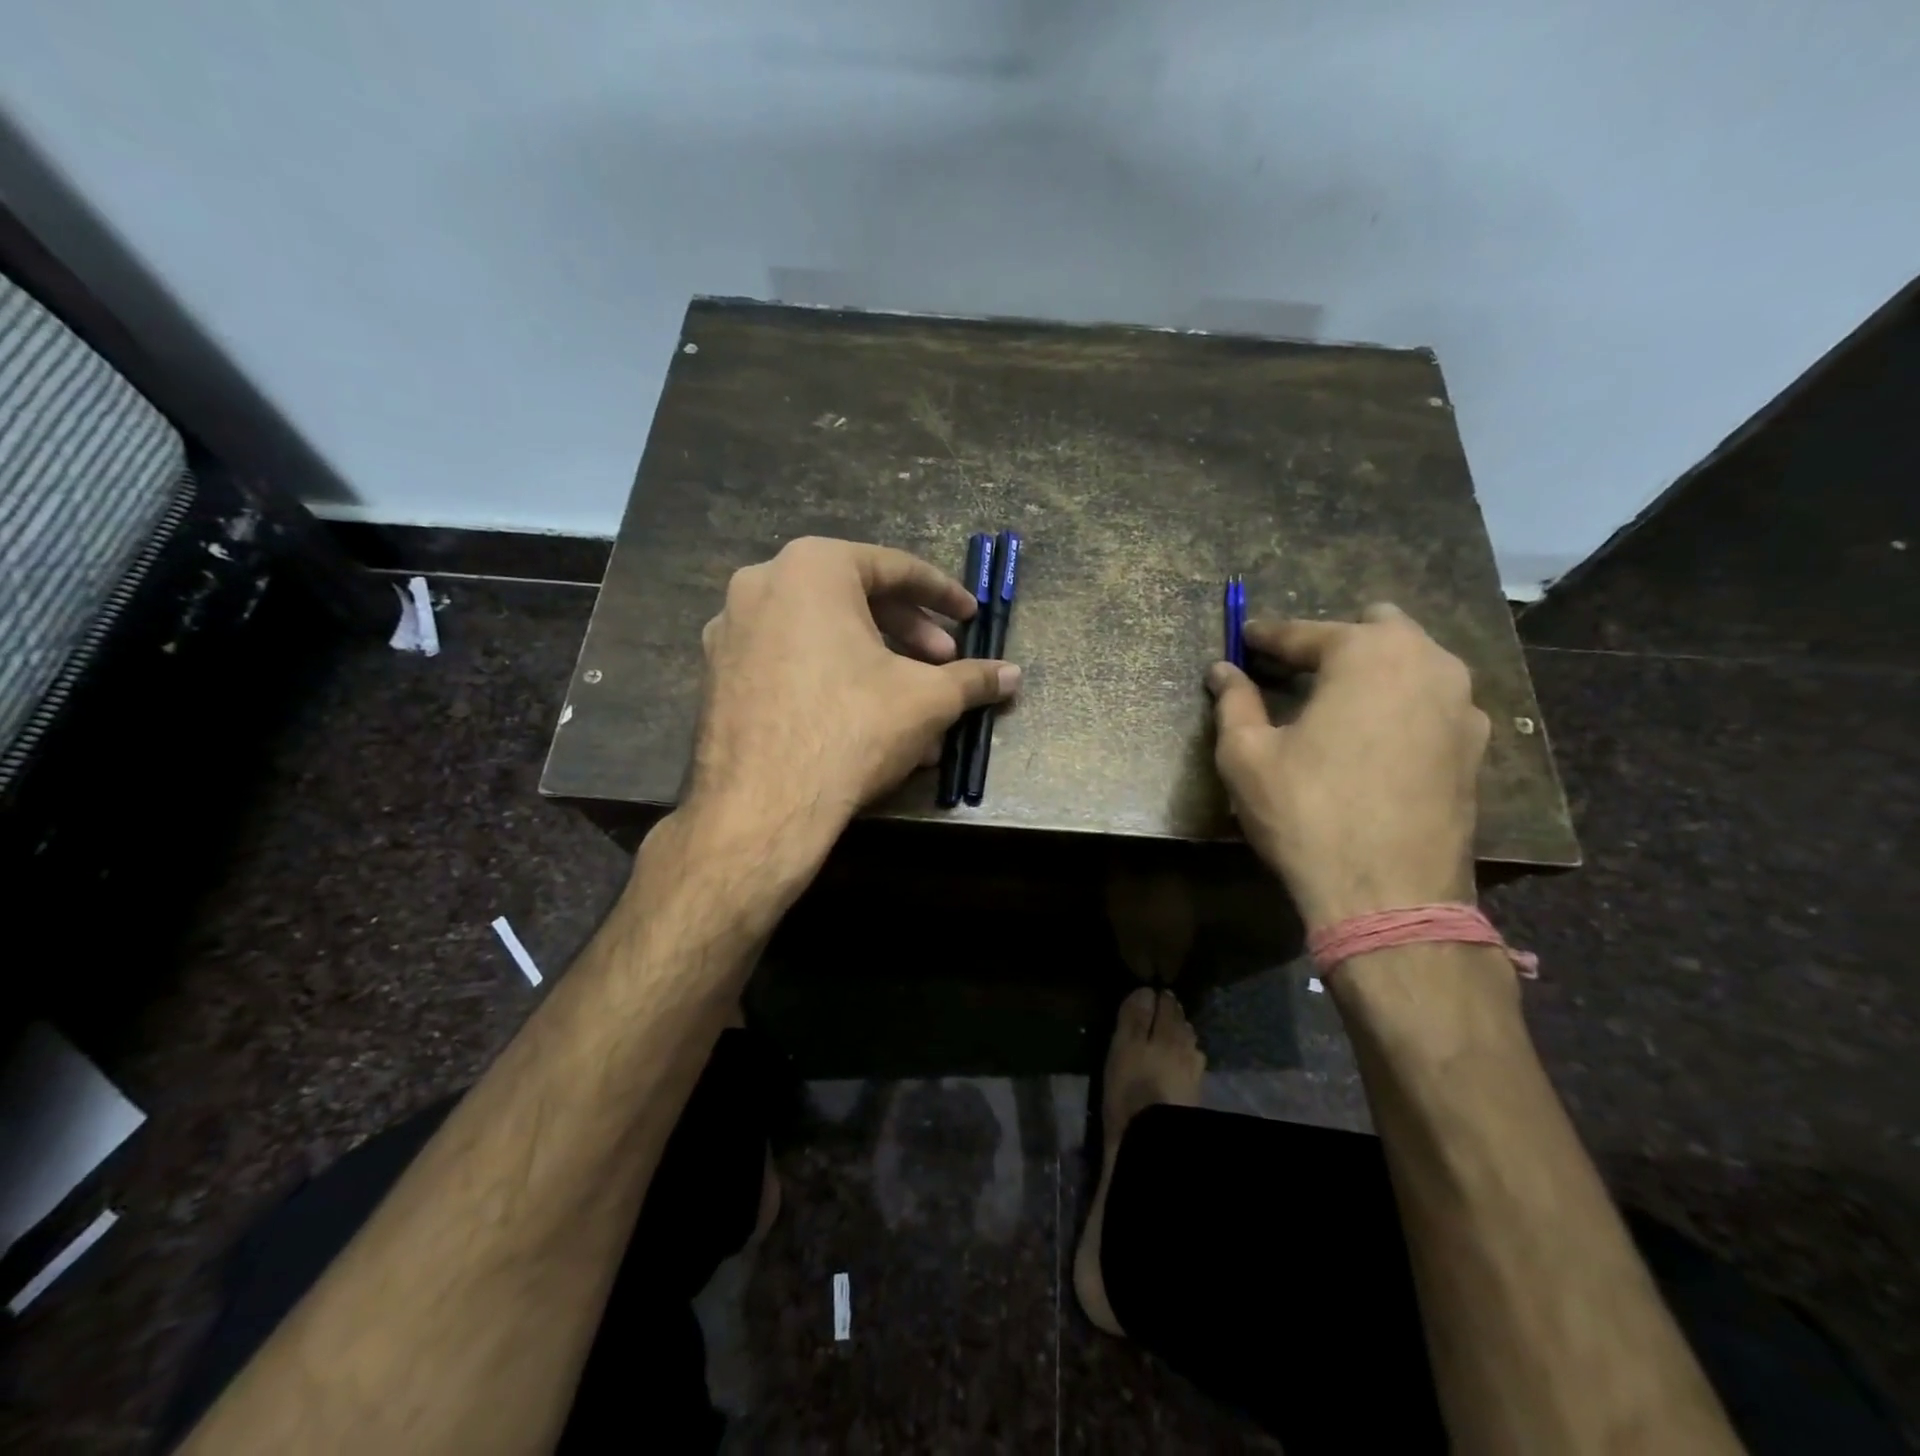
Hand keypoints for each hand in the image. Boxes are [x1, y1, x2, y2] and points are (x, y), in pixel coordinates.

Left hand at [686, 536, 1019, 853]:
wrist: (764, 806)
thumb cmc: (852, 728)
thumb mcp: (928, 699)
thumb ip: (973, 679)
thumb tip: (1013, 675)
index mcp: (812, 567)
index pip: (894, 568)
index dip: (943, 595)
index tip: (971, 617)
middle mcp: (762, 585)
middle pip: (855, 600)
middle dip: (909, 635)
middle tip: (944, 664)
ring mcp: (732, 631)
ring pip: (823, 637)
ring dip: (876, 666)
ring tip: (915, 707)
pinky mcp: (718, 676)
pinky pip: (791, 664)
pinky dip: (833, 682)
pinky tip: (867, 724)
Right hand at [1206, 604, 1489, 931]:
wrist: (1389, 895)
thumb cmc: (1307, 813)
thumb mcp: (1247, 755)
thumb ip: (1234, 702)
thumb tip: (1222, 670)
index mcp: (1368, 654)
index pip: (1306, 633)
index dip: (1267, 637)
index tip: (1244, 638)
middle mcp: (1428, 663)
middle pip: (1376, 629)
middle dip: (1333, 641)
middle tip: (1296, 670)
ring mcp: (1463, 705)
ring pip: (1413, 662)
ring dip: (1373, 669)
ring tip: (1336, 700)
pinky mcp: (1476, 747)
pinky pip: (1433, 702)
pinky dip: (1401, 704)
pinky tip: (1375, 737)